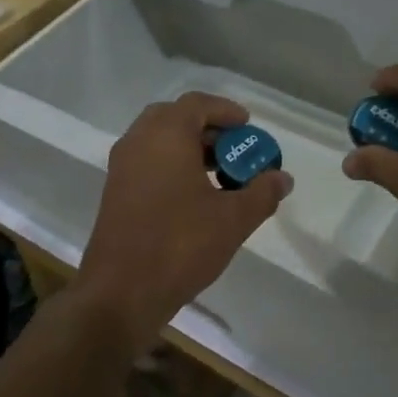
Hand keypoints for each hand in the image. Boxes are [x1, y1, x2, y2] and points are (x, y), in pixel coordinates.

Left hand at [76, 93, 292, 355]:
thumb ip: (262, 193)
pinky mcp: (115, 192)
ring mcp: (122, 167)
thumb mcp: (234, 219)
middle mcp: (139, 141)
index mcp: (166, 135)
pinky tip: (195, 196)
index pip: (197, 104)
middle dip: (207, 128)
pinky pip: (147, 162)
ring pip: (158, 141)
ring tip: (220, 175)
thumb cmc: (181, 245)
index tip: (248, 127)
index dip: (226, 111)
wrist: (121, 292)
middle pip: (174, 117)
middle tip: (233, 149)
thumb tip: (282, 178)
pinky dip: (171, 165)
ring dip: (189, 148)